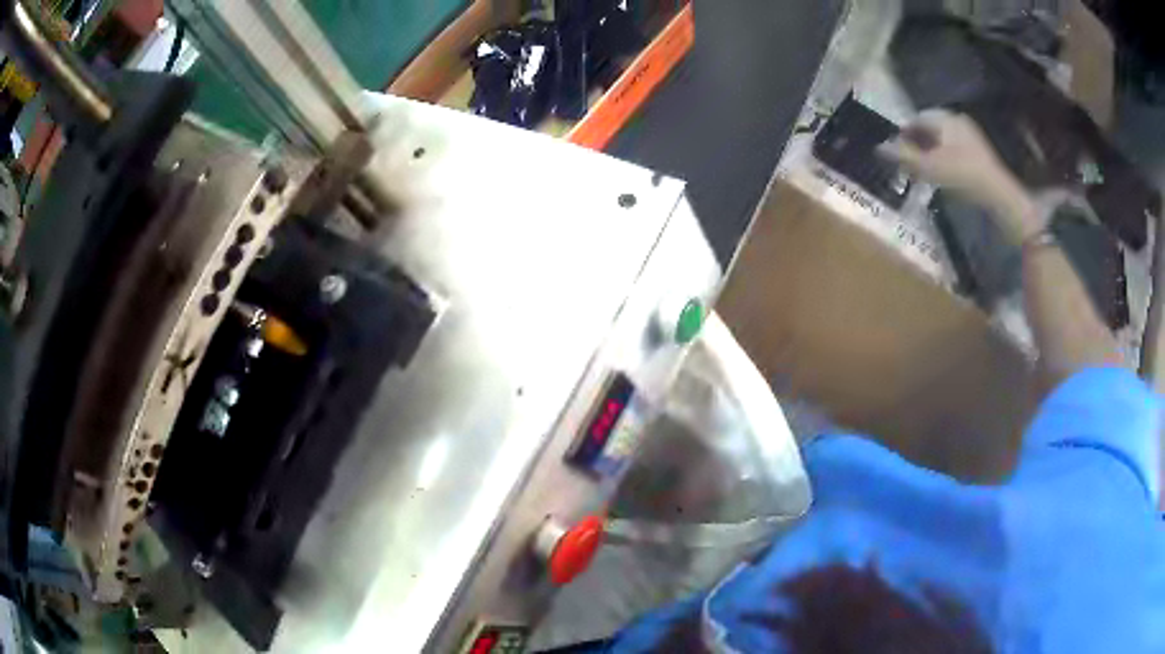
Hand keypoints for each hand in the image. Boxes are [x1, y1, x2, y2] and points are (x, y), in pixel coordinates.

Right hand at [878, 109, 1038, 241]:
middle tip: (909, 161)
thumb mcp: (929, 168)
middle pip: (931, 128)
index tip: (896, 149)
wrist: (1000, 197)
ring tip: (924, 170)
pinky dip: (945, 158)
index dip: (904, 132)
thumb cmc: (963, 177)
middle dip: (918, 142)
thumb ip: (904, 157)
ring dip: (932, 151)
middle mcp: (958, 121)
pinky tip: (943, 174)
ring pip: (944, 140)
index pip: (917, 118)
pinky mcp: (980, 153)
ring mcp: (972, 136)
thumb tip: (878, 148)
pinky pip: (956, 149)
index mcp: (945, 118)